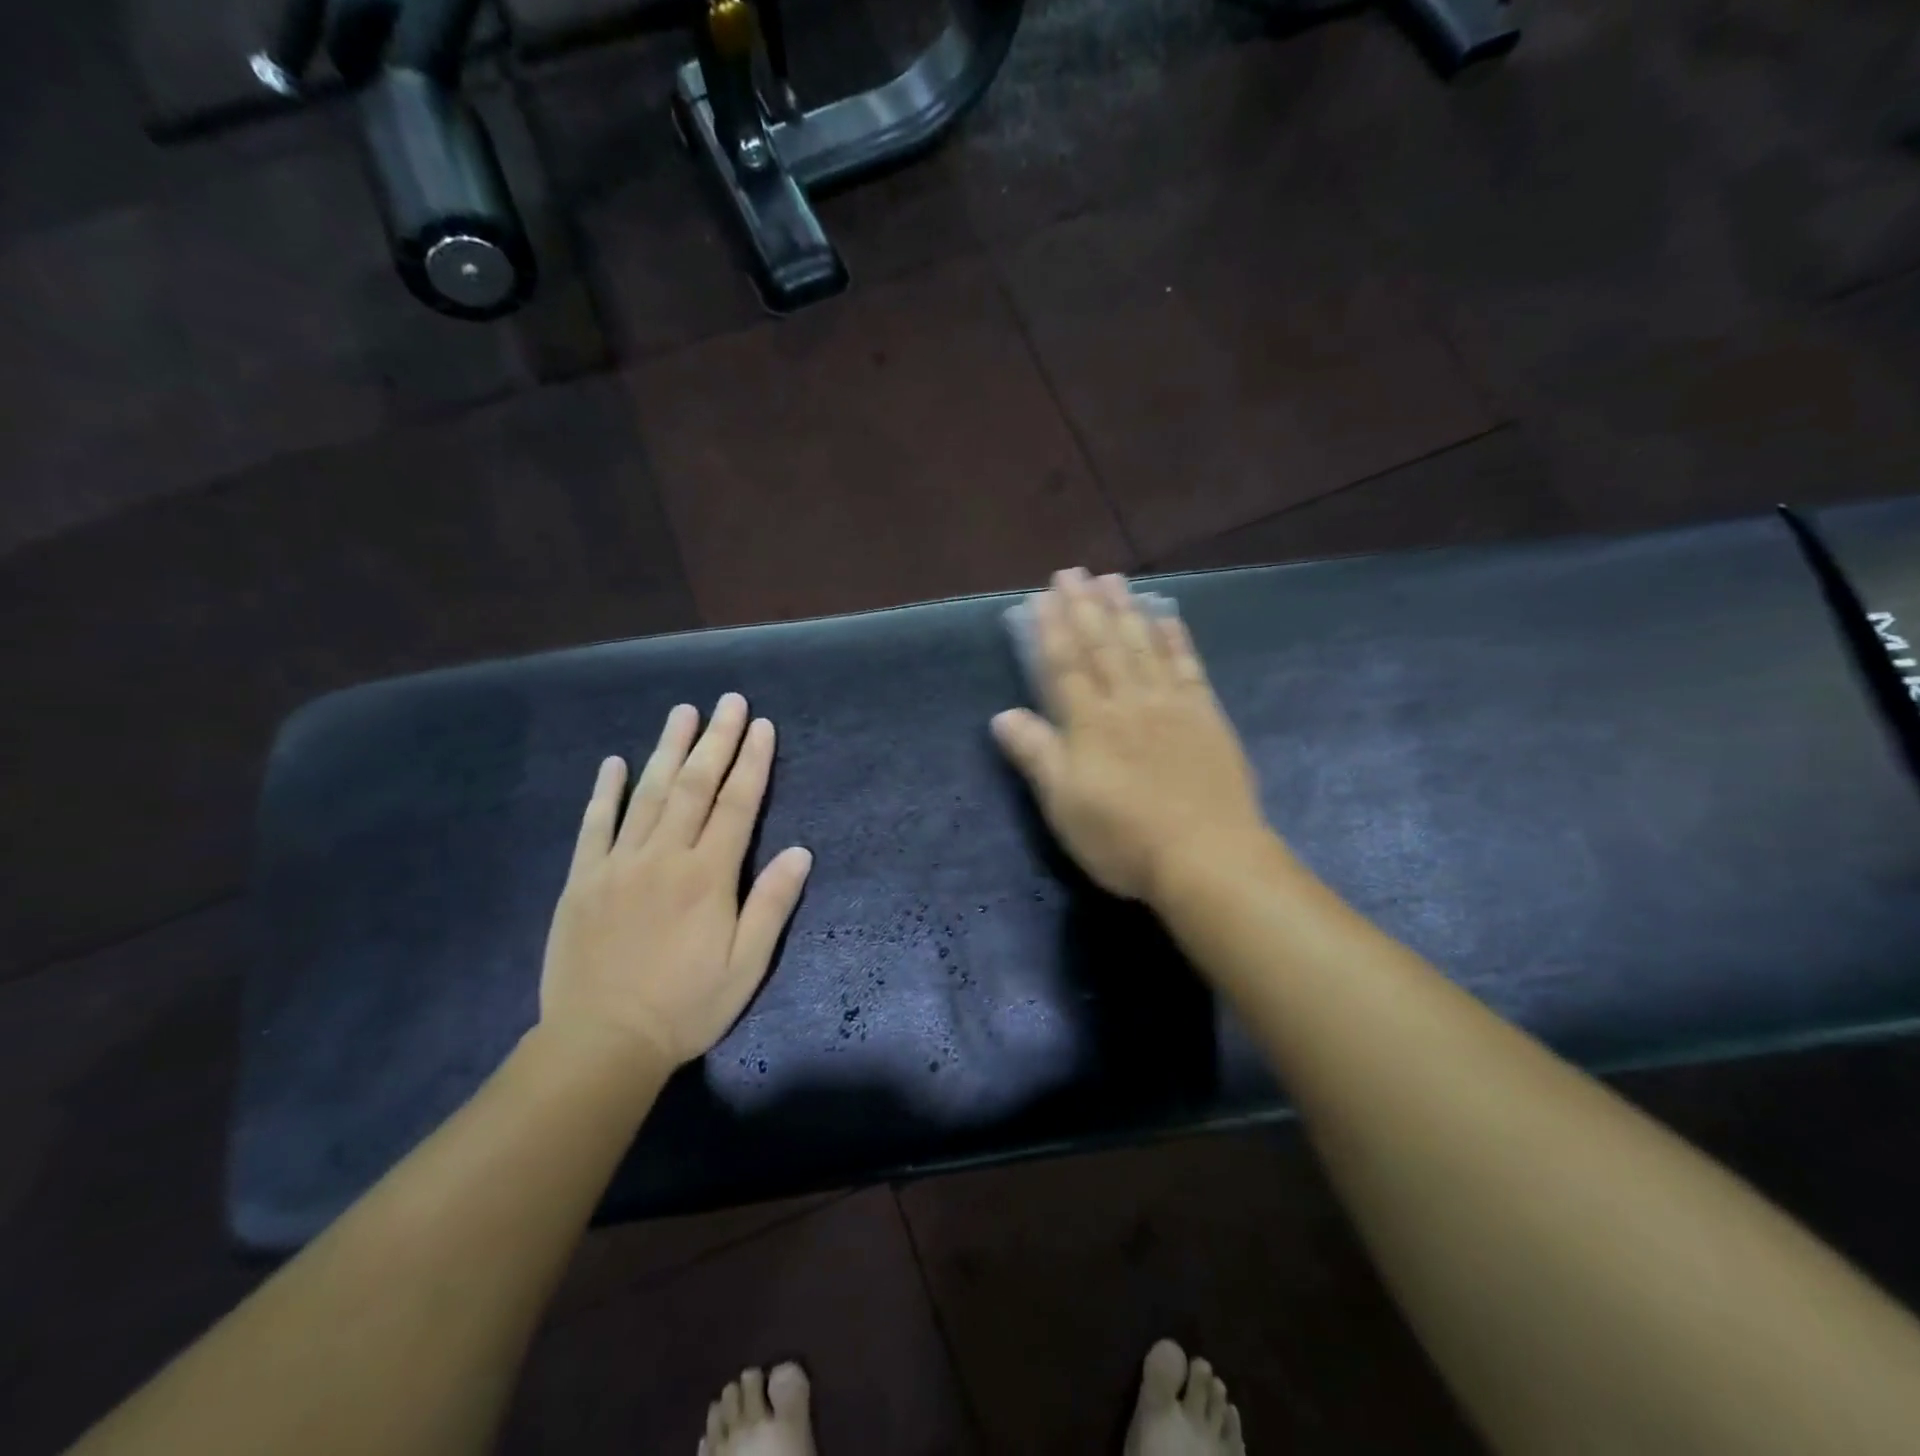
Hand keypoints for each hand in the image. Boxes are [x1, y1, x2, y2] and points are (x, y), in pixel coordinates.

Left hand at [540, 694, 812, 1068]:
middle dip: (715, 740)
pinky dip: (605, 791)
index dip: (752, 762)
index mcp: (708, 876)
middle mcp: (664, 857)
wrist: (601, 1044)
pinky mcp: (583, 880)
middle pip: (694, 785)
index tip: (762, 726)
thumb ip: (772, 904)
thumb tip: (801, 851)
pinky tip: (614, 762)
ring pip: (647, 794)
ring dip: (667, 749)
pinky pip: (594, 825)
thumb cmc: (686, 1007)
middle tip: (729, 701)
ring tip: (683, 712)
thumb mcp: (746, 966)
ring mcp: (618, 864)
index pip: (737, 804)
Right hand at [991, 569, 1270, 903]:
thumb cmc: (1123, 837)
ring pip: (1144, 646)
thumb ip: (1036, 755)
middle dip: (1086, 607)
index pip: (1066, 665)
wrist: (1206, 857)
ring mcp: (1171, 706)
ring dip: (1126, 610)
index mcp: (1090, 723)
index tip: (1044, 596)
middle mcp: (1128, 702)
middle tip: (1074, 572)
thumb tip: (1002, 715)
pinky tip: (1168, 617)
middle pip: (1104, 645)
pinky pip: (1187, 667)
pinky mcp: (1207, 717)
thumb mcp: (1064, 804)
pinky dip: (1176, 640)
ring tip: (1114, 580)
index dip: (1053, 629)